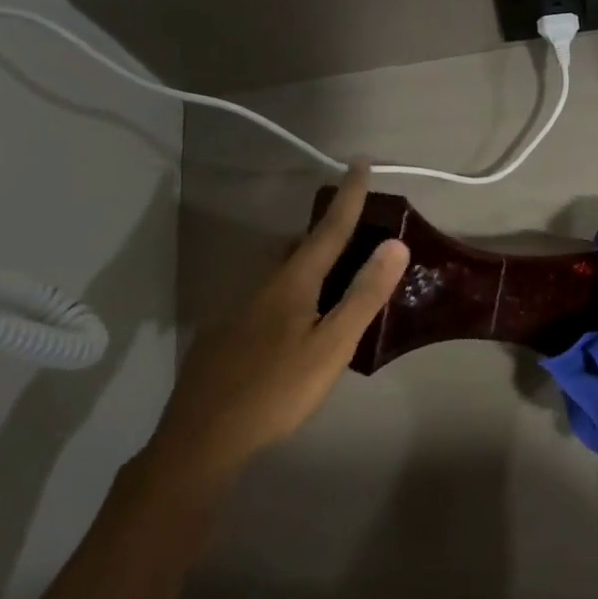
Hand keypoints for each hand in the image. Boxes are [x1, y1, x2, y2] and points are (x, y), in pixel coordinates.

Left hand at [152, 162, 408, 482]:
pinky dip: (288, 295)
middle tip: (353, 232)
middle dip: (326, 233)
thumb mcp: (332, 346)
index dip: (349, 196)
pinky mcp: (223, 336)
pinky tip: (292, 326)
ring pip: (279, 275)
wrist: (202, 438)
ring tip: (330, 279)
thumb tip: (395, 245)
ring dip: (306, 265)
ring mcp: (238, 310)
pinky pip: (264, 300)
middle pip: (299, 248)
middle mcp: (262, 286)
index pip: (328, 229)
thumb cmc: (277, 390)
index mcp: (292, 283)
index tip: (359, 160)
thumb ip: (363, 296)